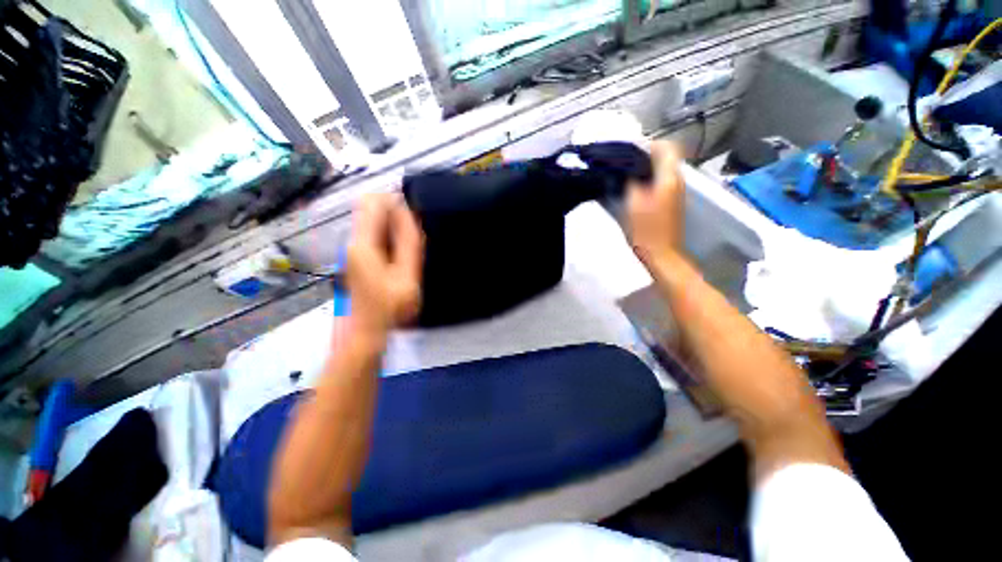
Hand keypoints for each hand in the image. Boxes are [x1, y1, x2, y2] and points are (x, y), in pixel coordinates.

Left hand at [345, 194, 423, 337]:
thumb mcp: (407, 275)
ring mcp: (354, 248)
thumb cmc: (390, 307)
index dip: (396, 202)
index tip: (415, 218)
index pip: (373, 202)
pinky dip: (391, 235)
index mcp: (363, 244)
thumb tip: (408, 213)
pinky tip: (403, 254)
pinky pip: (375, 233)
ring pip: (374, 220)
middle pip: (371, 207)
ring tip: (412, 246)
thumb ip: (408, 243)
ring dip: (395, 225)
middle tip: (415, 234)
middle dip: (396, 213)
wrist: (368, 330)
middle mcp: (353, 241)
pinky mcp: (359, 255)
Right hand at [626, 141, 685, 264]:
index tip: (629, 151)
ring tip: (624, 174)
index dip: (649, 145)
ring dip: (645, 169)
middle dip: (644, 156)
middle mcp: (676, 181)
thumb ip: (632, 181)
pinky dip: (647, 181)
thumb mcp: (633, 203)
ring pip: (661, 170)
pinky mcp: (670, 203)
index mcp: (669, 178)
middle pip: (664, 158)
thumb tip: (629, 169)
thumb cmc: (646, 229)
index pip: (667, 148)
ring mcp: (675, 192)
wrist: (660, 254)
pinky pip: (659, 183)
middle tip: (622, 163)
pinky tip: (632, 189)